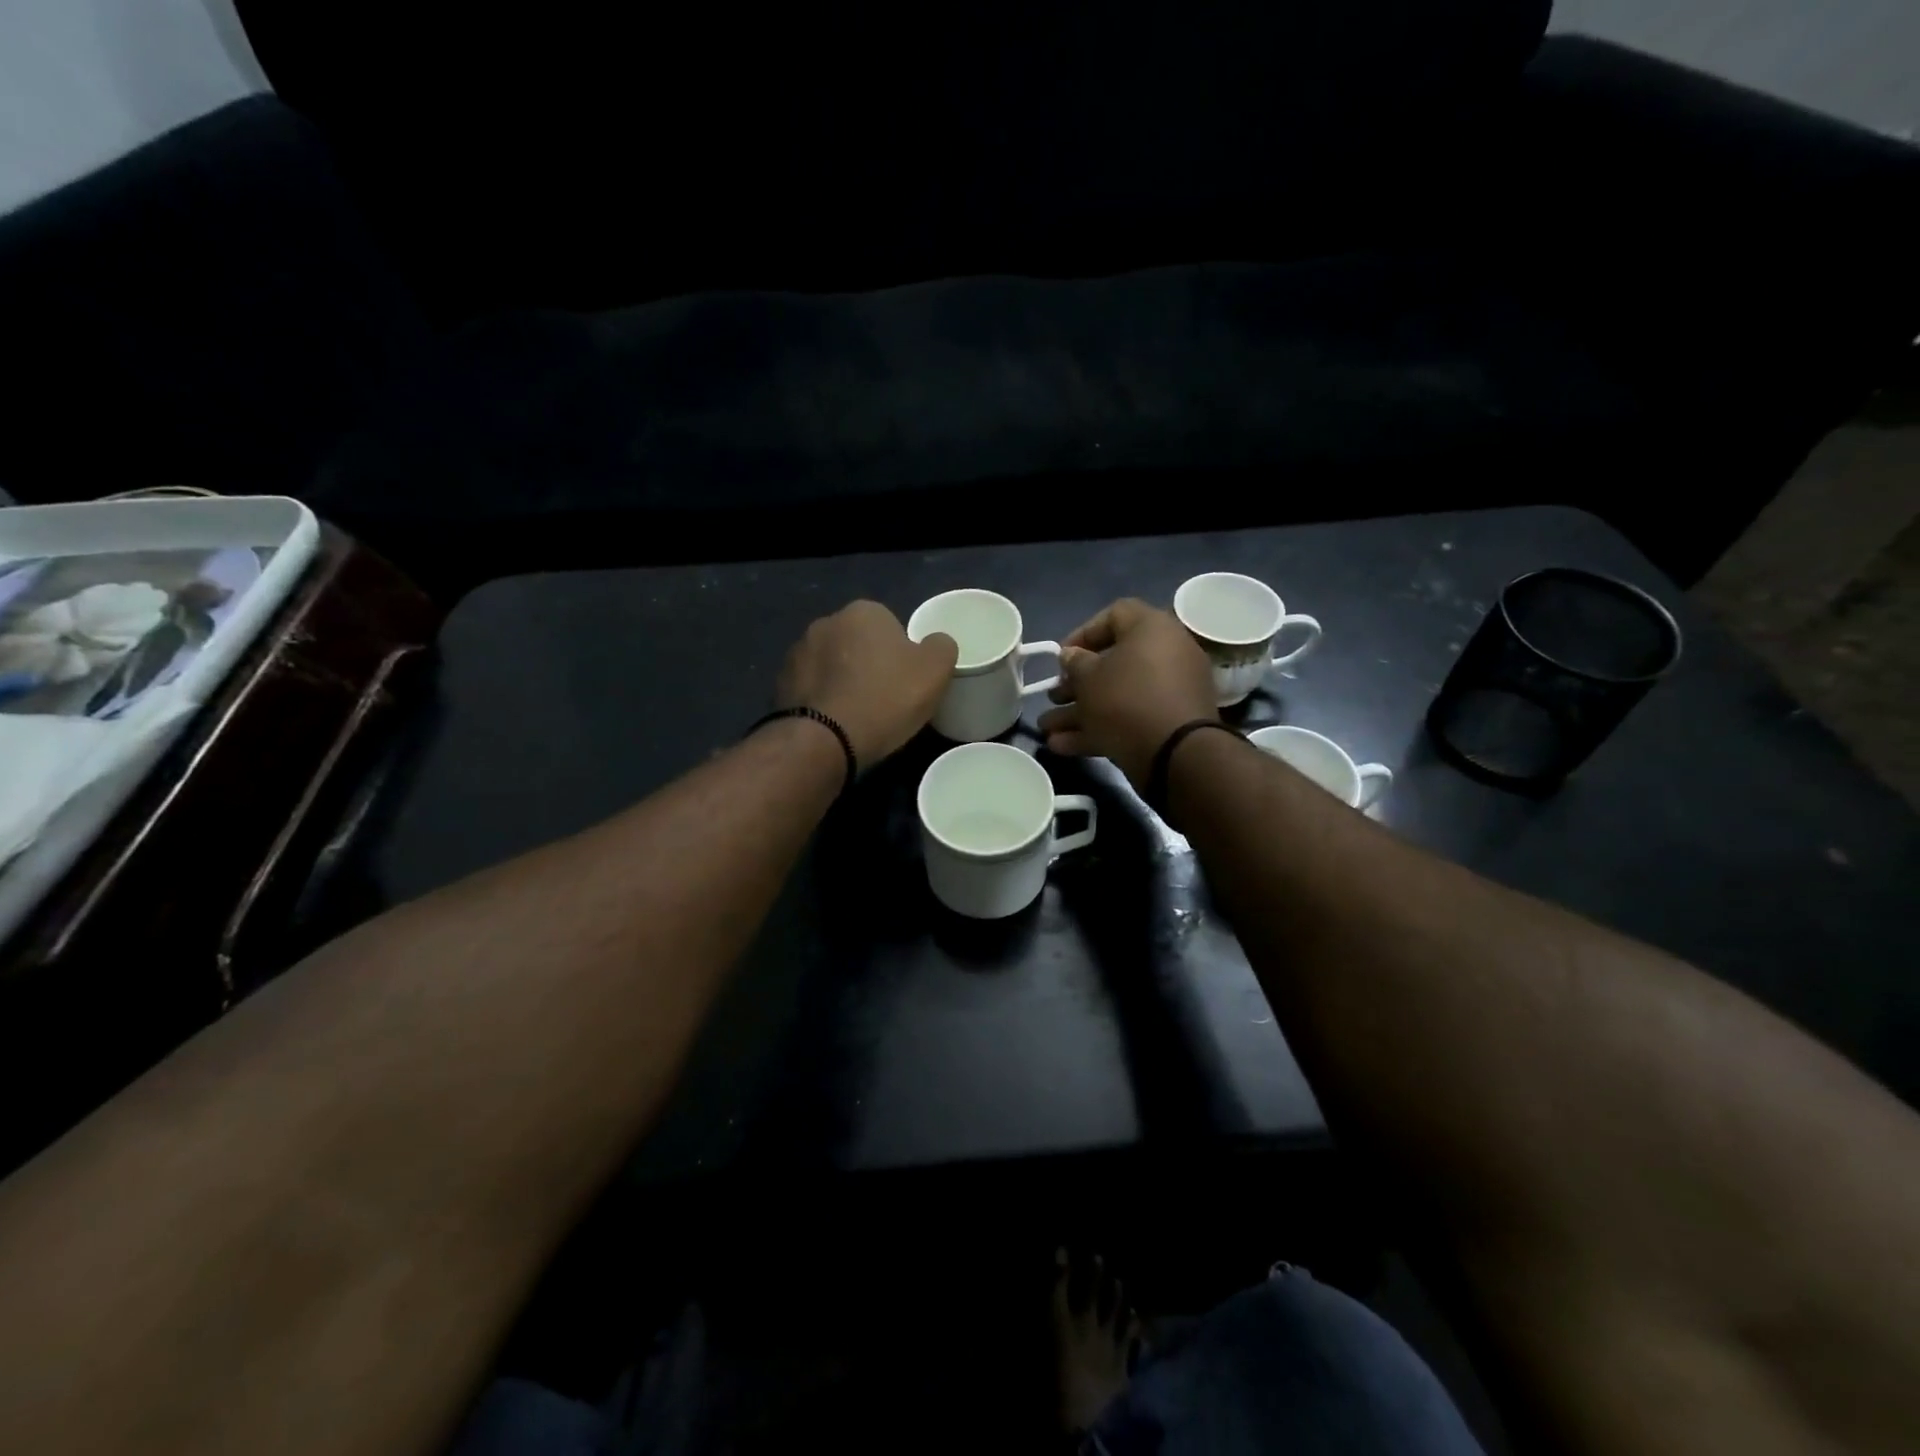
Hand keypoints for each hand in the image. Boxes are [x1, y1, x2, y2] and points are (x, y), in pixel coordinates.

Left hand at [776, 601, 957, 766]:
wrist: (824, 740)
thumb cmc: (885, 698)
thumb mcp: (935, 671)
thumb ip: (941, 647)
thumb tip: (935, 644)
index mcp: (863, 611)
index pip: (890, 626)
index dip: (902, 655)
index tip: (907, 683)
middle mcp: (825, 622)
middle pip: (858, 644)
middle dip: (869, 665)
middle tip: (886, 700)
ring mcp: (797, 652)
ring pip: (832, 666)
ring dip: (843, 682)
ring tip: (858, 716)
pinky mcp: (779, 684)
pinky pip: (812, 689)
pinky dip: (822, 701)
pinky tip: (834, 724)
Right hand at [1037, 598, 1217, 786]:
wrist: (1176, 754)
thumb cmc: (1126, 700)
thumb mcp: (1088, 678)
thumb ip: (1074, 663)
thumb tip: (1071, 656)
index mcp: (1152, 629)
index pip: (1114, 615)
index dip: (1082, 633)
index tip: (1061, 656)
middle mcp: (1166, 655)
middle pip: (1113, 662)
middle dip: (1076, 683)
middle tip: (1053, 696)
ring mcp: (1170, 692)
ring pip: (1118, 695)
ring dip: (1080, 711)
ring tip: (1047, 730)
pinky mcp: (1169, 724)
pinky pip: (1130, 718)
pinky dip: (1099, 729)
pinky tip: (1062, 746)